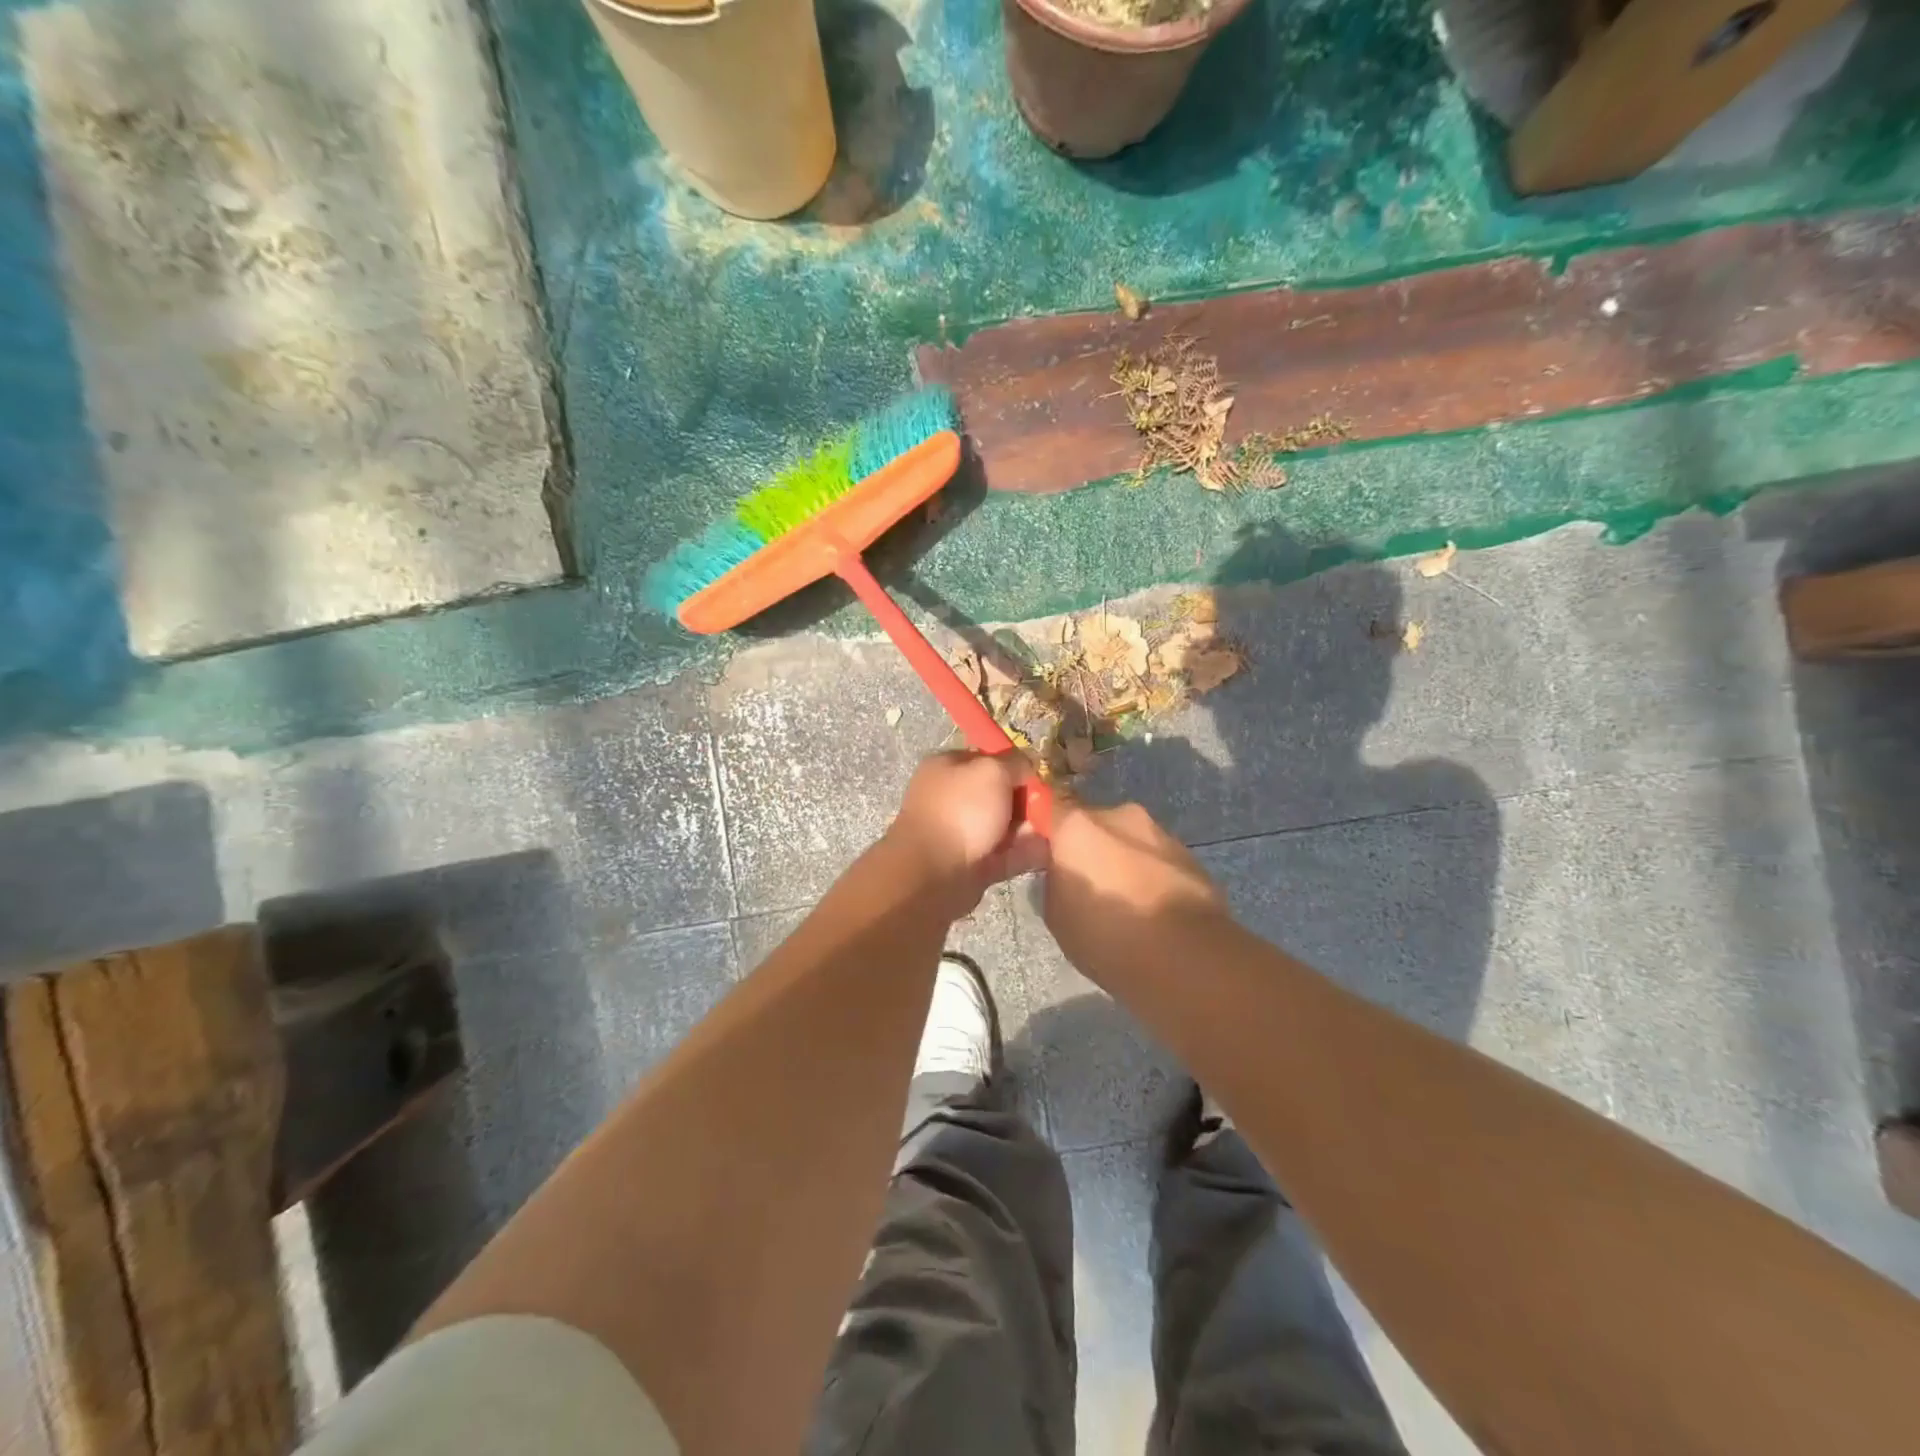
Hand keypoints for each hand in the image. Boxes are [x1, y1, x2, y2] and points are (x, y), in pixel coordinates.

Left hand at [884, 751, 1049, 914]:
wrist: (934, 873)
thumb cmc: (961, 810)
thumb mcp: (992, 771)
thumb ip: (1015, 763)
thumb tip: (1029, 764)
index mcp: (947, 767)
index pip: (988, 758)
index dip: (1016, 765)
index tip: (1041, 775)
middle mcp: (951, 797)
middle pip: (999, 793)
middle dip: (1026, 800)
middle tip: (1052, 806)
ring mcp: (960, 832)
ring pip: (1004, 825)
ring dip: (1029, 827)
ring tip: (1053, 830)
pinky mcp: (972, 863)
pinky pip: (1006, 854)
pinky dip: (1025, 852)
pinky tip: (1048, 851)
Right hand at [1044, 798, 1227, 980]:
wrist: (1187, 959)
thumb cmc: (1107, 936)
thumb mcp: (1056, 915)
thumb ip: (1054, 881)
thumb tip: (1063, 873)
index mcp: (1078, 825)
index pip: (1048, 805)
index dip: (1044, 827)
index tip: (1041, 853)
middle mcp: (1119, 815)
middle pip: (1092, 823)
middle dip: (1087, 847)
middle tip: (1086, 886)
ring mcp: (1160, 832)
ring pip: (1128, 840)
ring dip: (1121, 861)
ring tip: (1124, 904)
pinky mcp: (1191, 856)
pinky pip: (1156, 859)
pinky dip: (1150, 876)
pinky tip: (1152, 911)